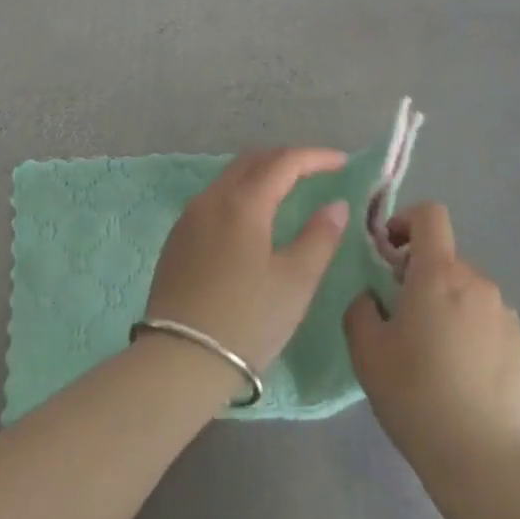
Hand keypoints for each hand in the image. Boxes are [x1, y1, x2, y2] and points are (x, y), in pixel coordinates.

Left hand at [145, 147, 352, 373]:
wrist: (178, 361)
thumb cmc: (246, 320)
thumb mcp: (295, 282)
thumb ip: (320, 237)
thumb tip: (336, 205)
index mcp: (243, 202)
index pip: (284, 162)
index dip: (316, 157)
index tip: (342, 162)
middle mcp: (213, 198)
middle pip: (253, 160)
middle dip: (287, 159)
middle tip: (316, 171)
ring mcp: (190, 217)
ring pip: (230, 177)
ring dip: (261, 174)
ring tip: (287, 189)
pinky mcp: (177, 238)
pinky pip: (214, 198)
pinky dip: (240, 193)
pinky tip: (251, 217)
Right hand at [344, 202, 519, 487]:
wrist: (481, 460)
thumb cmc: (415, 395)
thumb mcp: (366, 350)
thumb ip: (361, 308)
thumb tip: (373, 297)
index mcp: (439, 273)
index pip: (430, 215)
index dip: (406, 221)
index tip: (389, 252)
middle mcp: (476, 281)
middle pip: (444, 258)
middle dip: (420, 275)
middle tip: (400, 318)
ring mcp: (503, 312)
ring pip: (465, 289)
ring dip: (445, 303)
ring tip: (432, 352)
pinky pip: (486, 318)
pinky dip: (469, 329)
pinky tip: (459, 373)